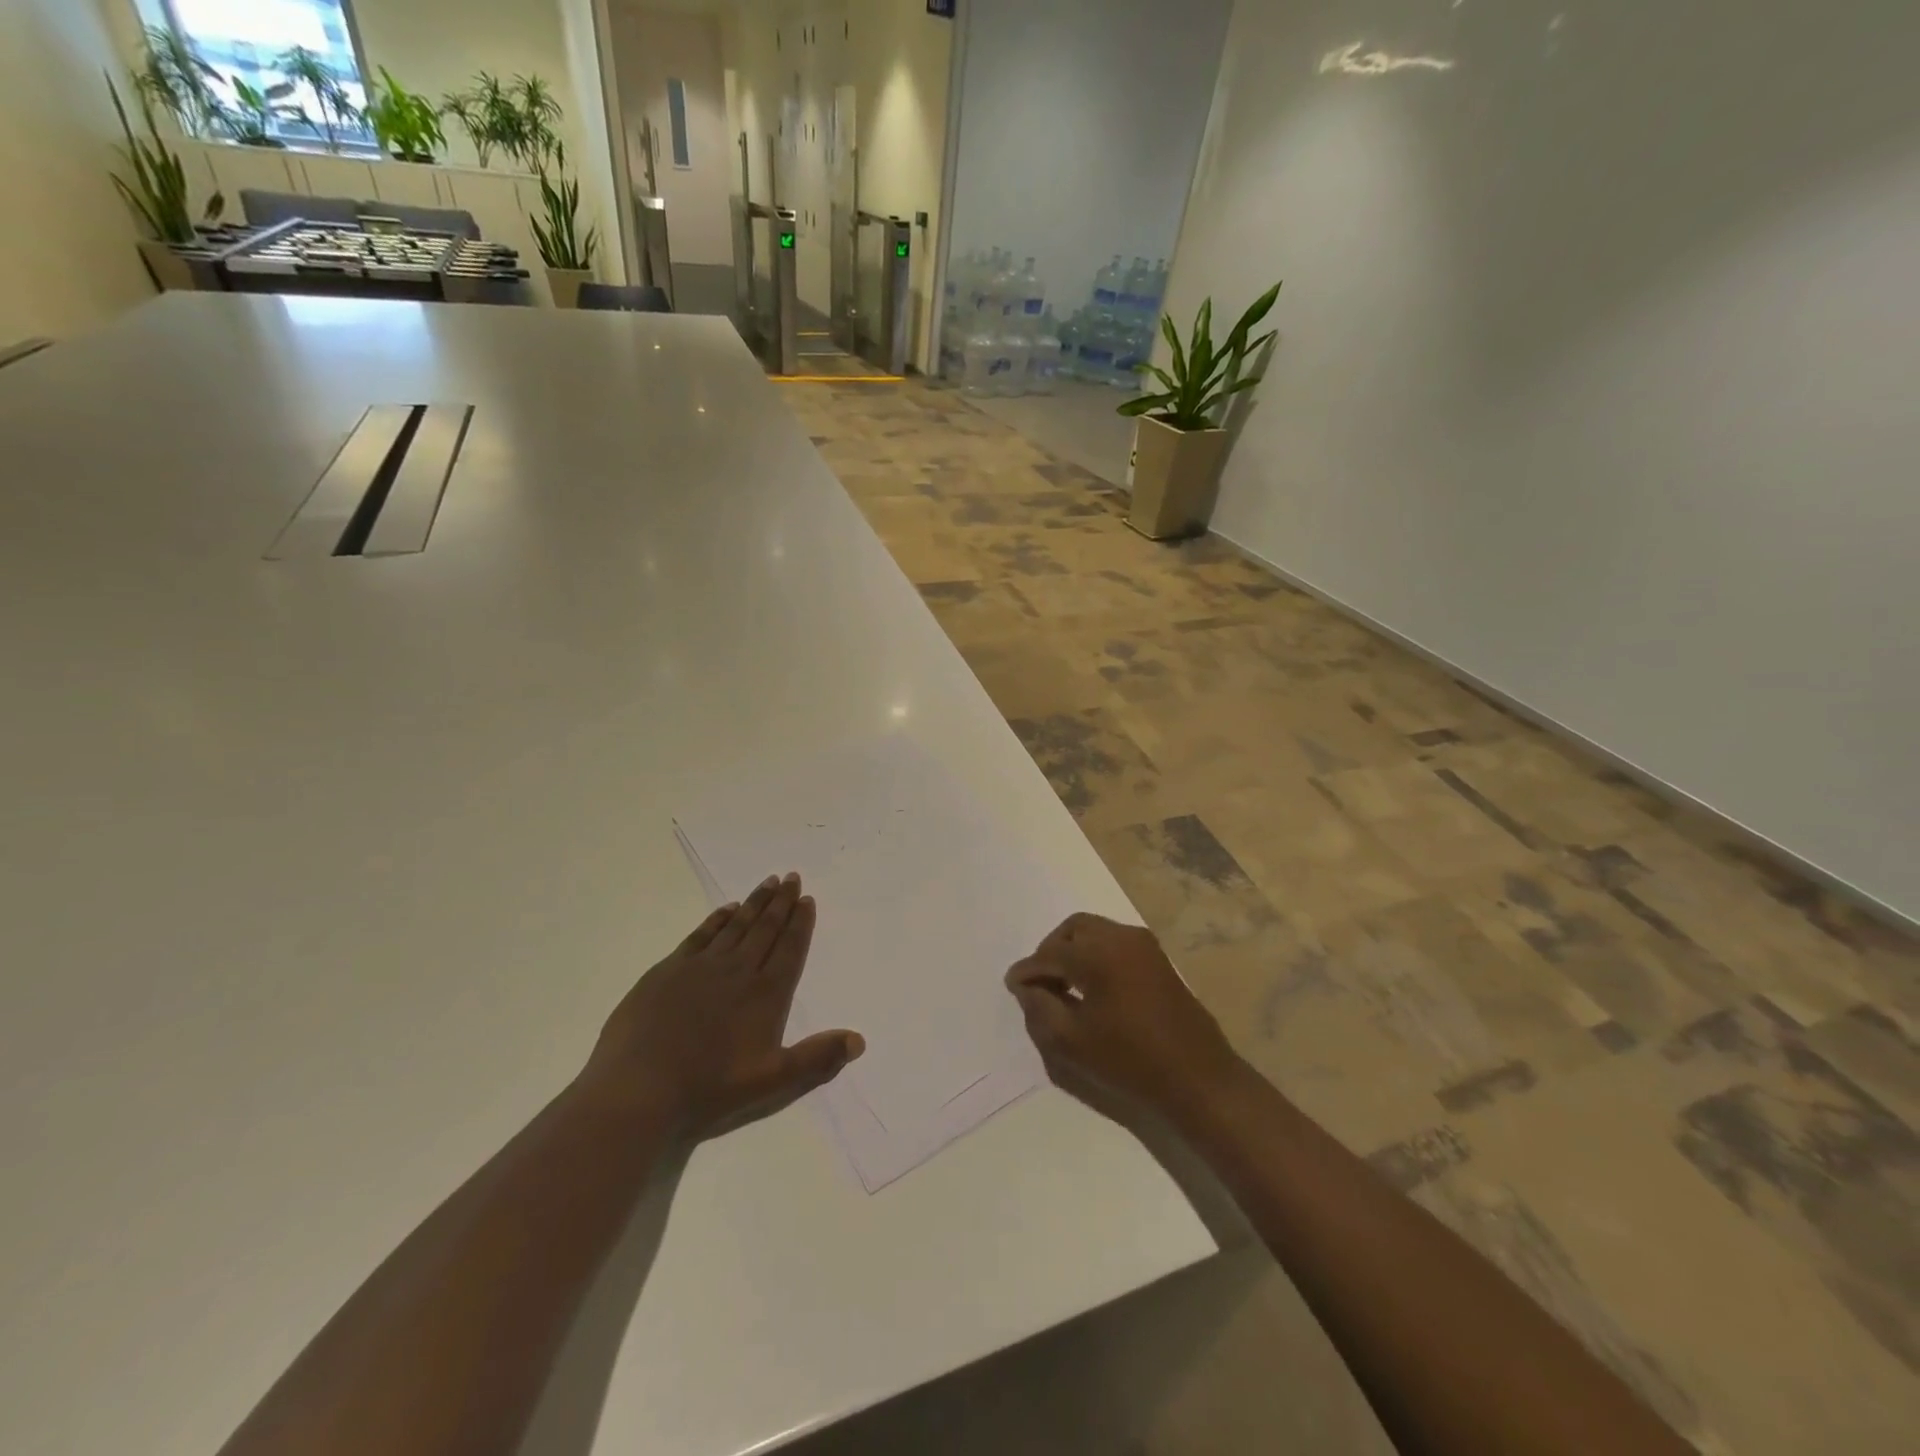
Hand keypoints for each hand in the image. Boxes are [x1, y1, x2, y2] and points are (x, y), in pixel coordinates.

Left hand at [578, 873, 863, 1140]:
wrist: (638, 1090)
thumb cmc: (709, 1090)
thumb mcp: (772, 1083)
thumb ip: (816, 1059)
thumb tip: (859, 1040)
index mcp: (765, 995)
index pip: (789, 949)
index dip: (800, 923)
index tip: (807, 898)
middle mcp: (737, 971)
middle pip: (765, 929)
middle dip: (781, 903)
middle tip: (792, 877)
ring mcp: (700, 967)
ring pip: (736, 926)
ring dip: (754, 903)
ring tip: (768, 882)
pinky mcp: (668, 971)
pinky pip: (700, 935)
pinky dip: (716, 919)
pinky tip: (725, 909)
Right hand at [1006, 913, 1244, 1125]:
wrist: (1198, 1078)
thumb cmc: (1130, 1061)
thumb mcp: (1072, 1042)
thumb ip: (1040, 1008)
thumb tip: (1026, 987)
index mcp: (1099, 953)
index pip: (1051, 954)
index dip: (1028, 971)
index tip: (1013, 986)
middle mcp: (1122, 937)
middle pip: (1073, 929)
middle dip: (1051, 951)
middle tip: (1040, 981)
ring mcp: (1144, 945)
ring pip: (1096, 932)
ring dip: (1074, 950)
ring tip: (1063, 986)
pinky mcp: (1158, 959)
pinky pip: (1115, 943)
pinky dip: (1095, 955)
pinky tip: (1091, 987)